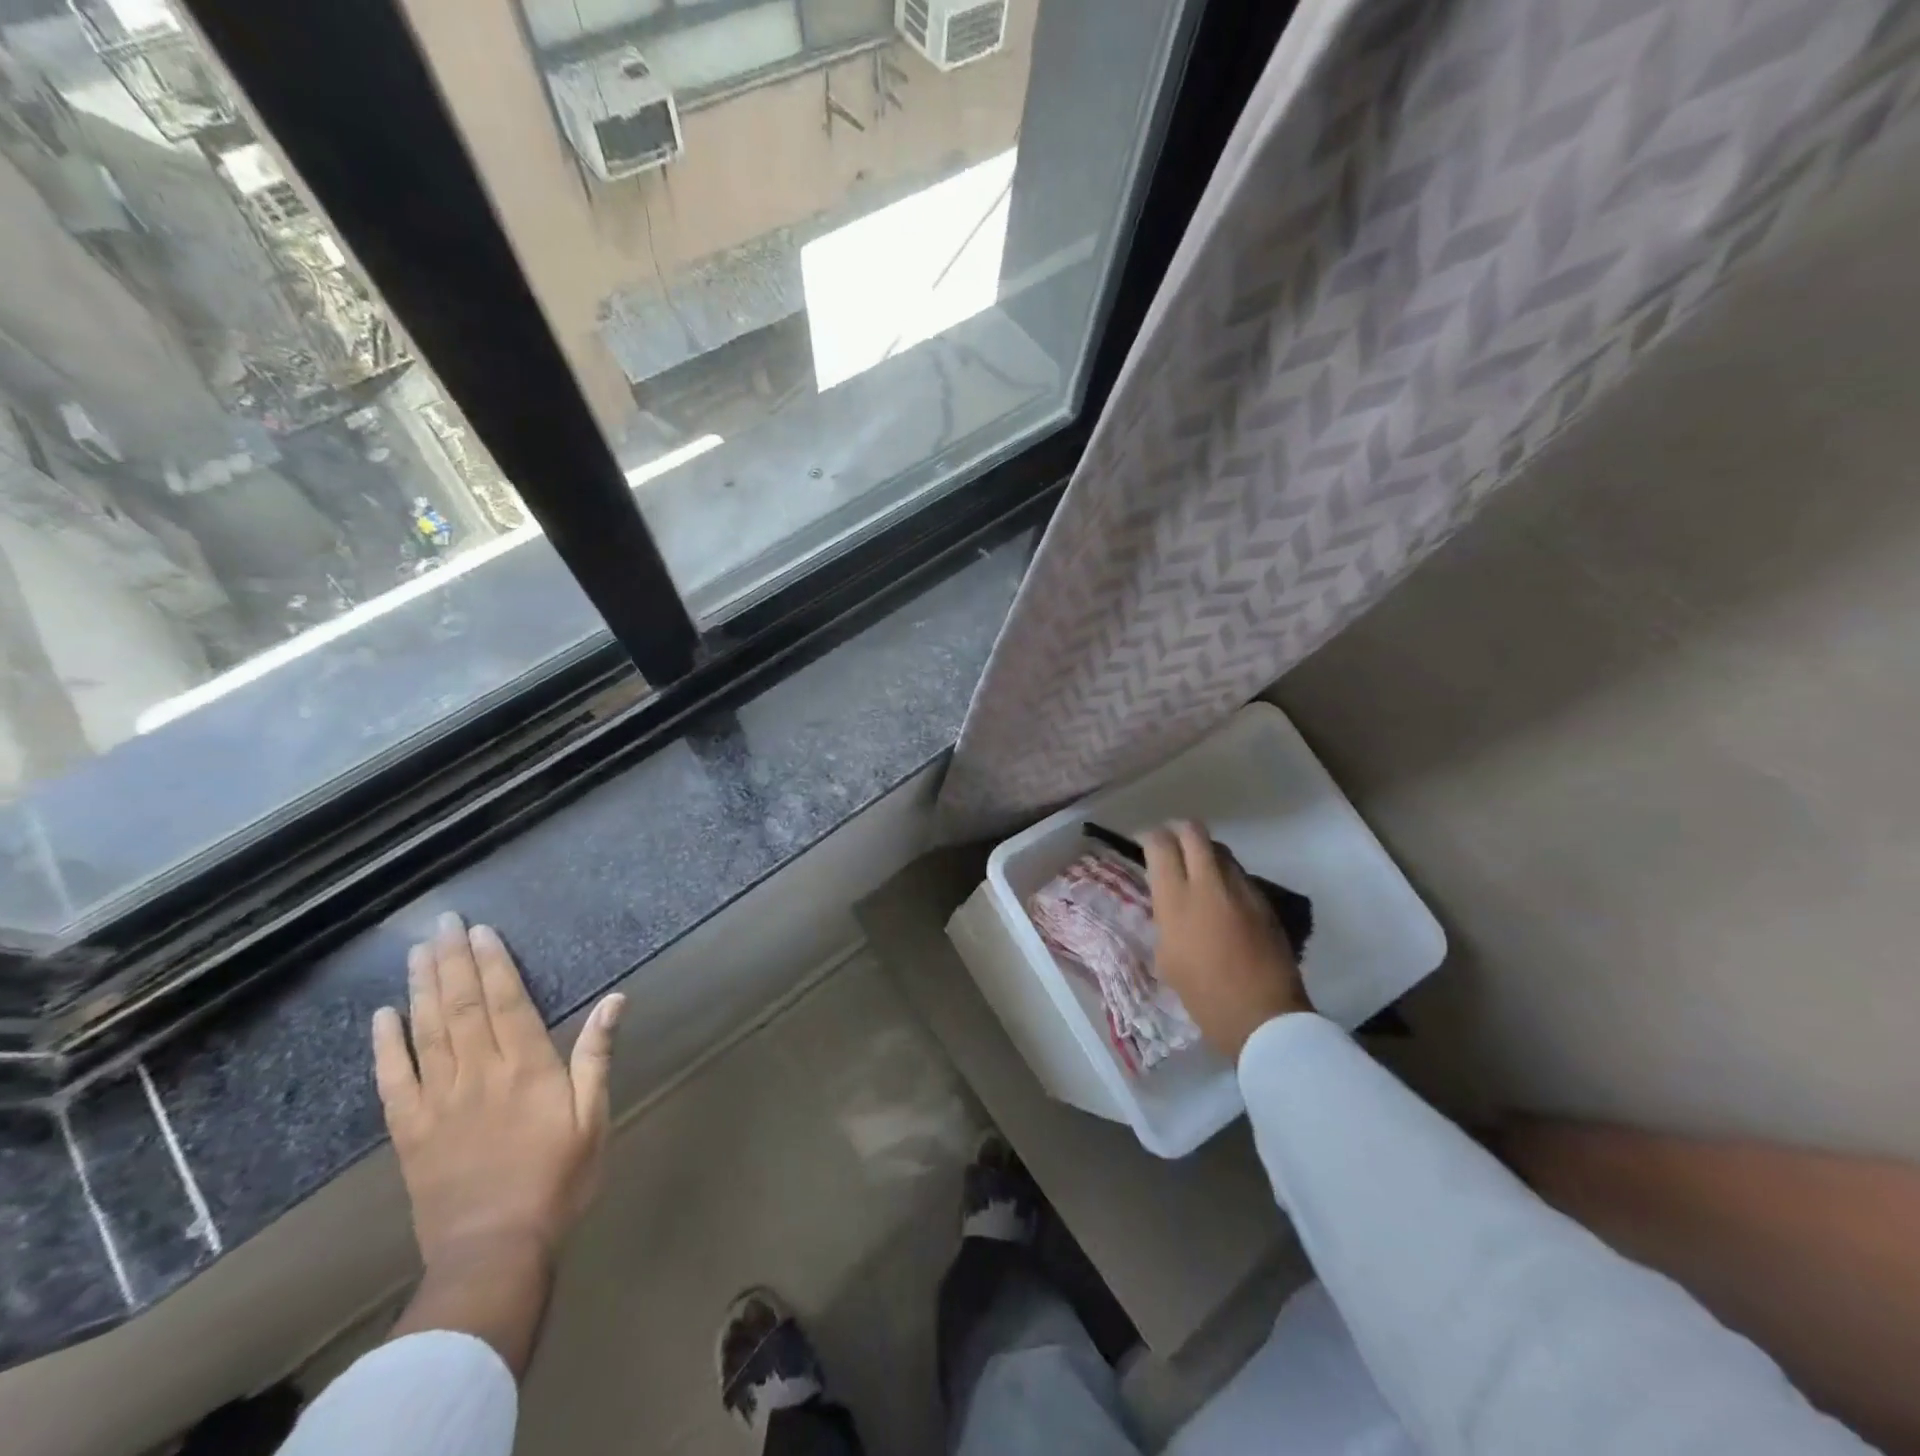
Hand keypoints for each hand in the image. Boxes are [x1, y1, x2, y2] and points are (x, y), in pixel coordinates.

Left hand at [372, 913, 624, 1273]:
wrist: (495, 1249)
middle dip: (453, 960)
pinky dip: (385, 1044)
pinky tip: (382, 1015)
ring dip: (421, 987)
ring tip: (417, 952)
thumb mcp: (594, 1115)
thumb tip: (615, 999)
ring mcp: (438, 1100)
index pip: (506, 1000)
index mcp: (526, 1066)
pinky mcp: (409, 1131)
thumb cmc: (558, 1178)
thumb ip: (597, 1054)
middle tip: (442, 923)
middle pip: (461, 1005)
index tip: (481, 930)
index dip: (493, 962)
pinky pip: (392, 1079)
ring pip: (426, 1031)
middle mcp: (478, 1072)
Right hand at [1142, 821, 1310, 1061]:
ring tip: (1198, 870)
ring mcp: (1241, 889)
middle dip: (1178, 831)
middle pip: (1193, 832)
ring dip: (1205, 852)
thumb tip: (1170, 906)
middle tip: (1171, 844)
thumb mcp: (1167, 958)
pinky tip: (1223, 897)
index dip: (1150, 837)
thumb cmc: (1204, 995)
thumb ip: (1166, 921)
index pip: (1160, 845)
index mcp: (1176, 899)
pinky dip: (1226, 876)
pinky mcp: (1264, 901)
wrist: (1263, 1016)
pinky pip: (1239, 874)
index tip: (1145, 844)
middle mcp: (1208, 883)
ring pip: (1220, 850)